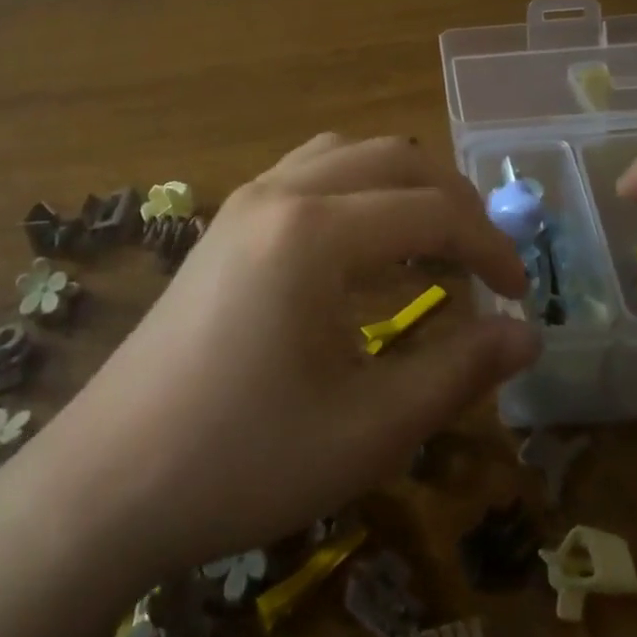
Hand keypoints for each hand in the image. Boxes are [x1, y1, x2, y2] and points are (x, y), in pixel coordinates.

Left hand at [19, 134, 539, 580]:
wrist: (109, 481)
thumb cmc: (243, 460)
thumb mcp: (368, 429)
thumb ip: (458, 372)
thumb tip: (527, 335)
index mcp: (315, 232)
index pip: (432, 212)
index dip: (491, 248)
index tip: (520, 298)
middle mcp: (281, 192)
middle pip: (394, 160)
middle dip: (453, 203)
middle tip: (485, 265)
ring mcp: (245, 200)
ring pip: (347, 155)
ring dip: (402, 187)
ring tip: (431, 245)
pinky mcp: (225, 222)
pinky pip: (308, 173)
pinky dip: (356, 191)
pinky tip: (363, 247)